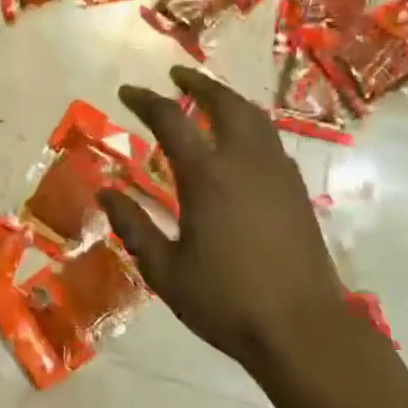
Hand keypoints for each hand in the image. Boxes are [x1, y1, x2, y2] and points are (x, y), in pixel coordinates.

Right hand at [99, 66, 406, 407]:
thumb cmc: (225, 301)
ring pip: (254, 118)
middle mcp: (245, 162)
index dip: (145, 101)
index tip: (126, 92)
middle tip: (176, 77)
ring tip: (208, 99)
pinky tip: (239, 142)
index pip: (171, 120)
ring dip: (228, 100)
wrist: (302, 330)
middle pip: (224, 103)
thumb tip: (104, 192)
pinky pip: (270, 140)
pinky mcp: (297, 191)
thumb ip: (133, 225)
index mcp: (207, 176)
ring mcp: (277, 174)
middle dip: (198, 84)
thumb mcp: (164, 269)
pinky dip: (249, 124)